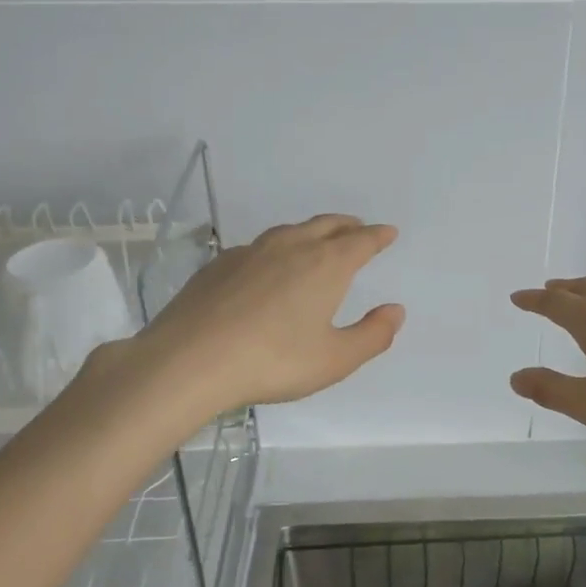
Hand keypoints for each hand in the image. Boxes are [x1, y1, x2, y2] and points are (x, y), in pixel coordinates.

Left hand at [115, 214, 403, 416]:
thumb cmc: (273, 361)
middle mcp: (291, 247)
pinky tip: (267, 265)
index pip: (360, 241)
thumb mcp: (335, 359)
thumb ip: (372, 335)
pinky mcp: (219, 265)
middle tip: (358, 228)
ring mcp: (250, 252)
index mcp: (325, 265)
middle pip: (326, 225)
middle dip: (347, 226)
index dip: (378, 236)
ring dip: (311, 231)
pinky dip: (276, 248)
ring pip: (290, 231)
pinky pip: (258, 246)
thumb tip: (395, 310)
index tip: (388, 232)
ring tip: (317, 239)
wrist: (190, 360)